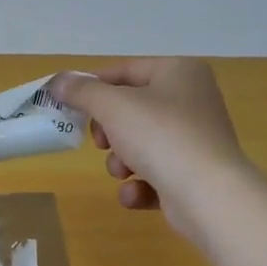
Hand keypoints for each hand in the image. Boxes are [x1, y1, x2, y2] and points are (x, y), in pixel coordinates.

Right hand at [50, 60, 252, 244]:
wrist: (208, 195)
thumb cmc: (160, 136)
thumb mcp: (112, 106)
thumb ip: (82, 92)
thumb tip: (58, 82)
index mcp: (180, 72)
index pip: (125, 71)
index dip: (93, 86)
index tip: (67, 105)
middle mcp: (192, 100)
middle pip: (131, 110)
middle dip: (109, 132)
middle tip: (101, 141)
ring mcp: (195, 140)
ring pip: (140, 144)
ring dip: (121, 161)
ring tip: (123, 172)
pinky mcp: (194, 175)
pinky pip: (155, 174)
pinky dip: (140, 185)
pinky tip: (136, 193)